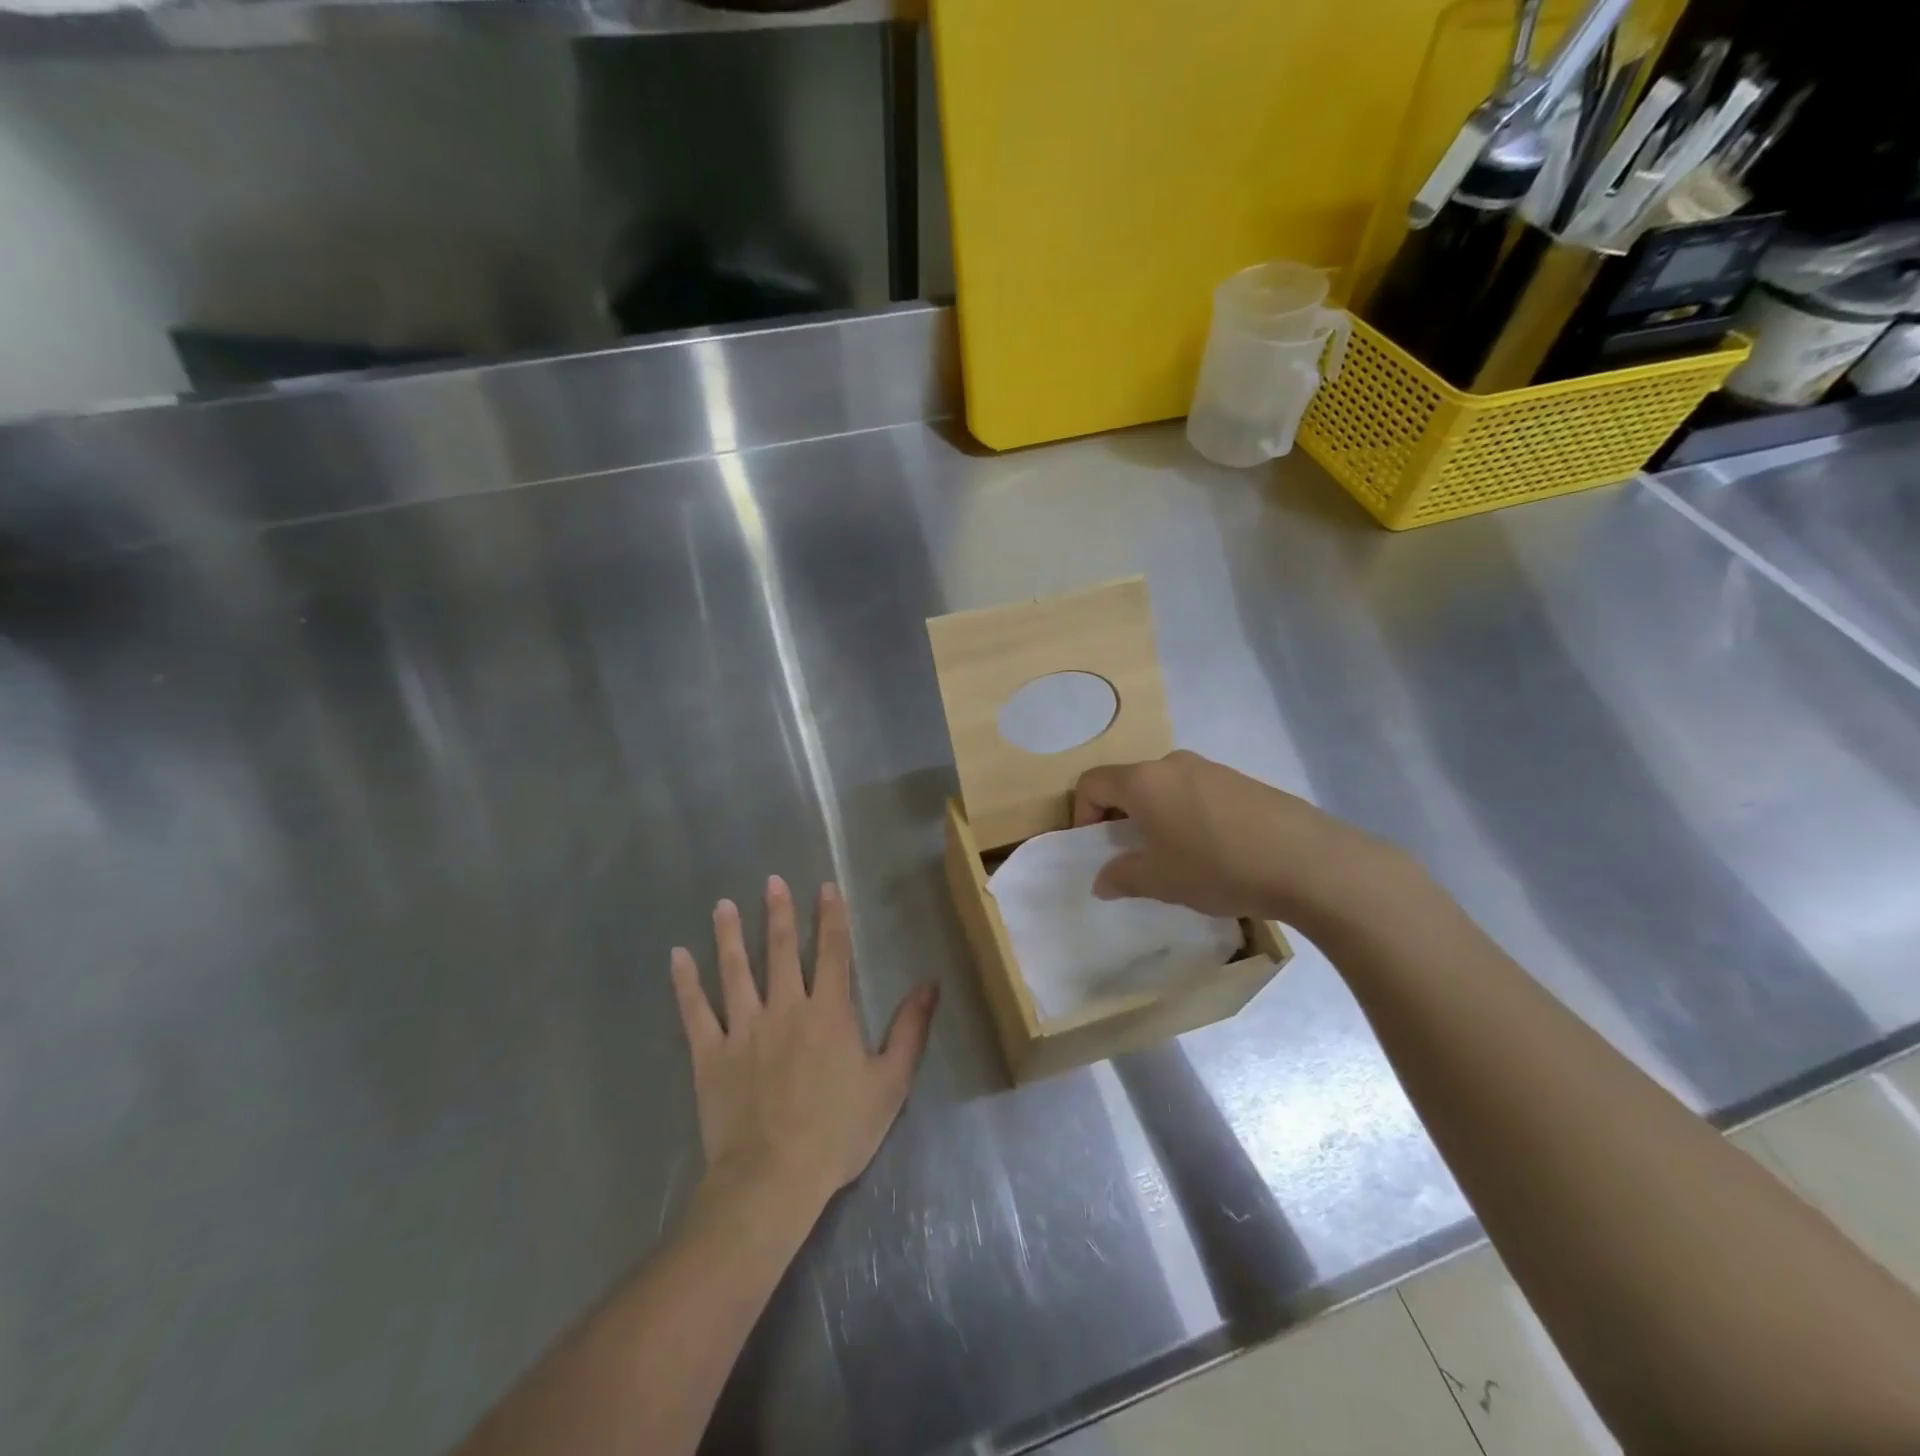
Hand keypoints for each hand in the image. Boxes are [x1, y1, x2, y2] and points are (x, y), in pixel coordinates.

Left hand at [670, 877, 937, 1217]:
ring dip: (730, 935)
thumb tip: (929, 983)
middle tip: (771, 881)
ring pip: (736, 971)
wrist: (773, 1179)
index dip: (831, 916)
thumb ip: (910, 1029)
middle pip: (782, 950)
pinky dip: (685, 983)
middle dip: (778, 913)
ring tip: (723, 905)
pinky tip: (677, 957)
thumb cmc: (838, 1132)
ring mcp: (744, 1029)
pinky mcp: (711, 1054)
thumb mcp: (890, 1083)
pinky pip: (695, 1012)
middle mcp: (786, 1008)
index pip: (833, 951)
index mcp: (829, 1012)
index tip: (825, 887)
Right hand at [1072, 750, 1415, 934]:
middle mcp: (1172, 764)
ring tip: (1174, 855)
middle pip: (1128, 781)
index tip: (1094, 846)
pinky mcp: (1241, 780)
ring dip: (1155, 815)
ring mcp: (1211, 768)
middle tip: (1132, 853)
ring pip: (1164, 786)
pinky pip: (1196, 792)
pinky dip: (1187, 814)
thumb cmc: (1217, 867)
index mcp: (1144, 781)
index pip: (1092, 782)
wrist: (1307, 861)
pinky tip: (1212, 849)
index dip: (1081, 813)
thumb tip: (1102, 881)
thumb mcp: (1160, 881)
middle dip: (1120, 815)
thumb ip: (1122, 877)